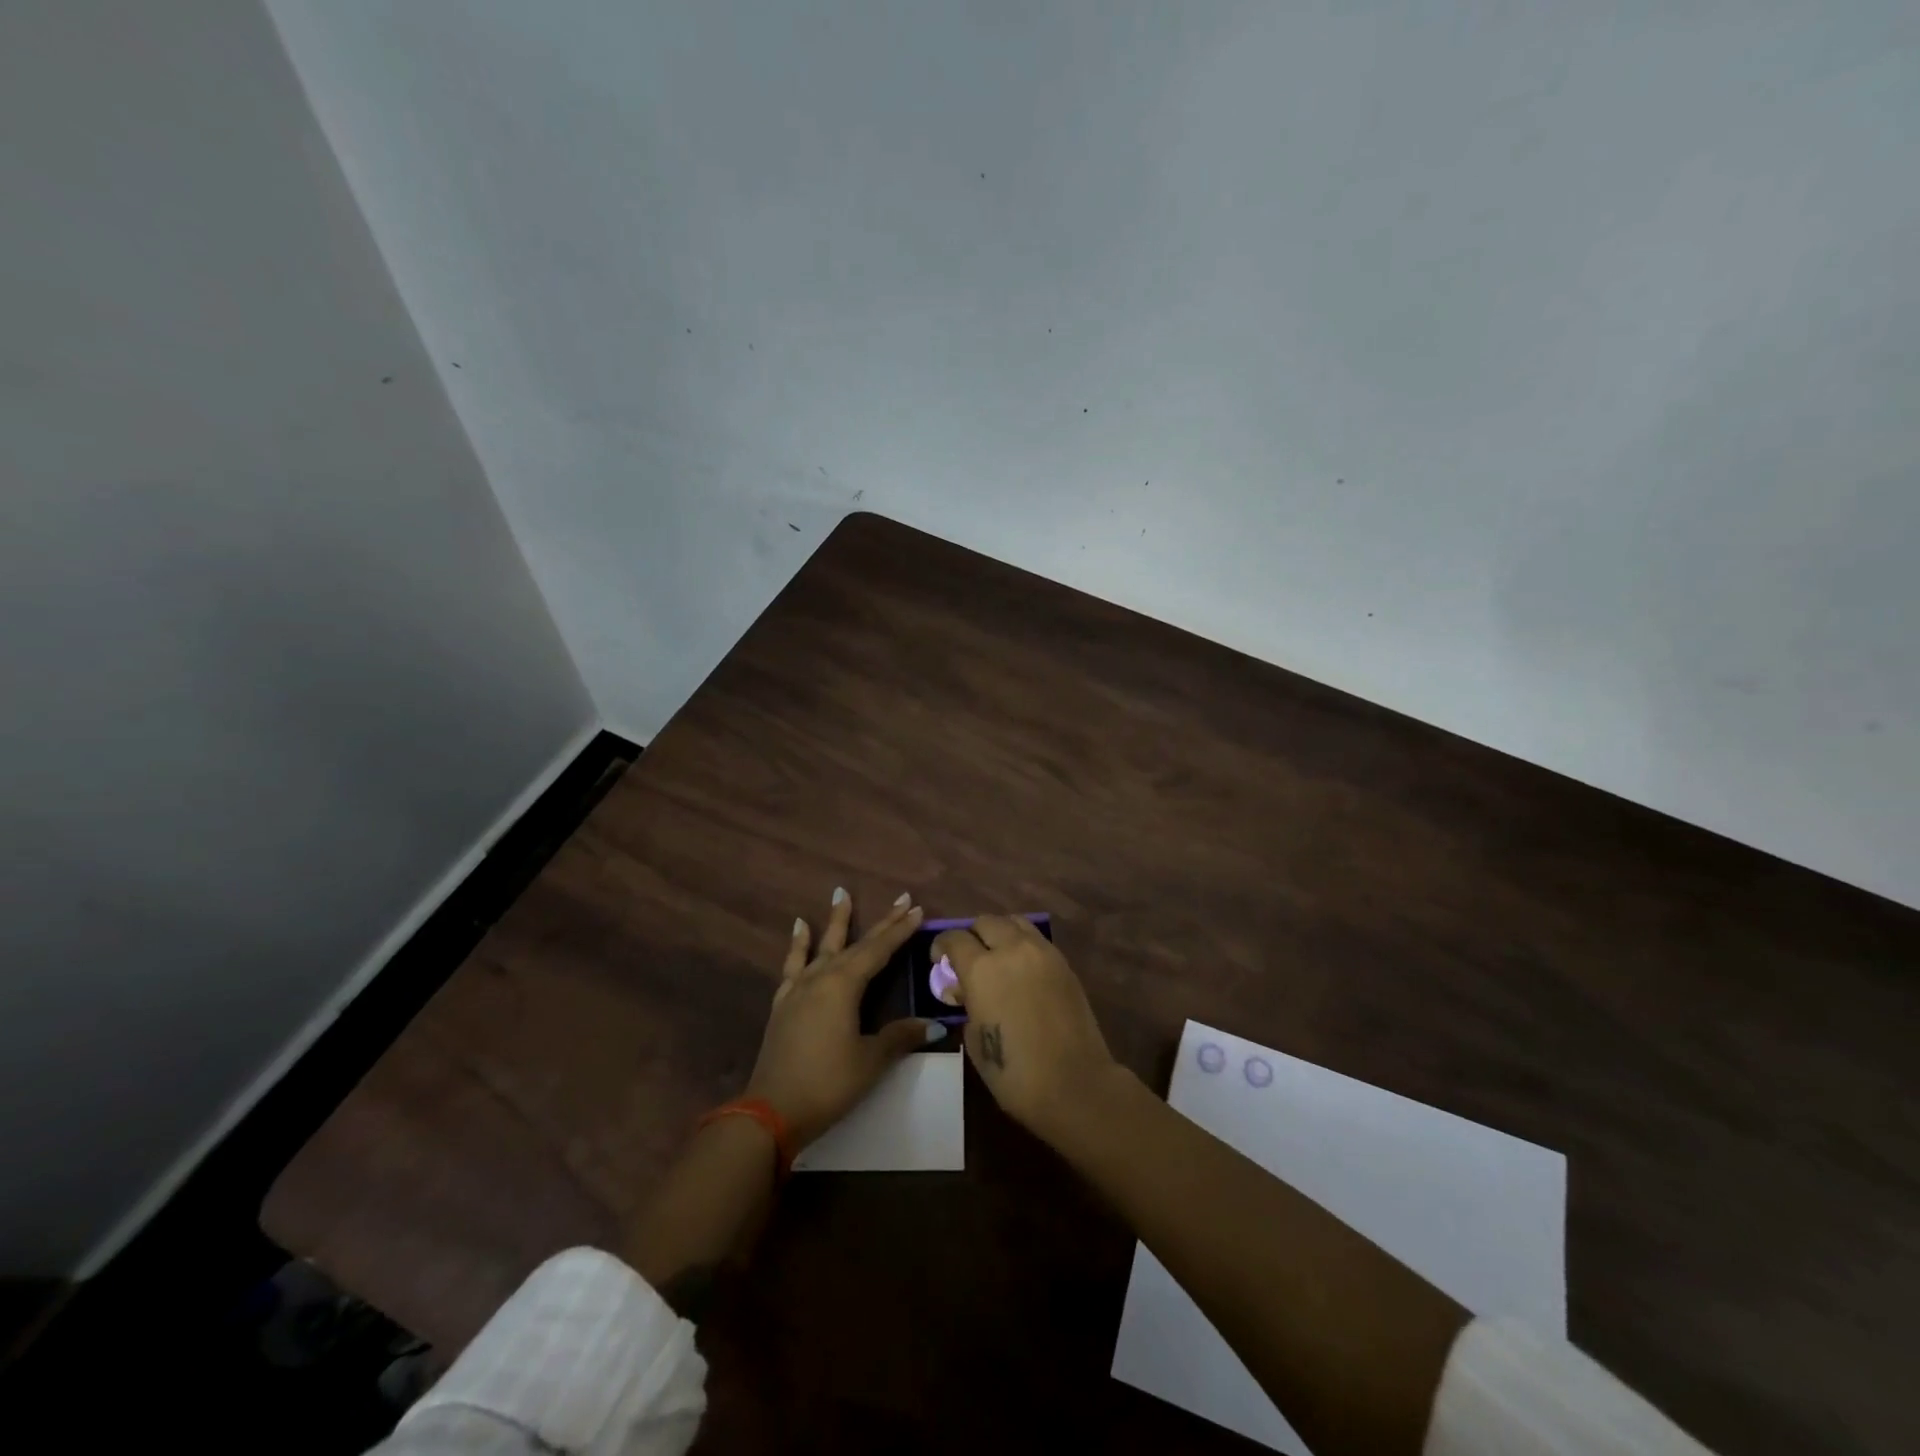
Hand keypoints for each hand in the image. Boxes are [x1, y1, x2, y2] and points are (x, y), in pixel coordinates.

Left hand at [746, 889, 942, 1148]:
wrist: (771, 1111)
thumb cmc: (828, 1083)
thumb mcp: (871, 1061)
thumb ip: (899, 1036)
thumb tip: (933, 1025)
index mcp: (844, 986)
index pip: (879, 951)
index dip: (899, 931)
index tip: (917, 909)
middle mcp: (821, 978)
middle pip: (856, 944)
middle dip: (881, 923)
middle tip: (900, 898)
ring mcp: (798, 989)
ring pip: (822, 946)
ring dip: (834, 921)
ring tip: (840, 893)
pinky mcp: (783, 1004)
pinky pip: (793, 965)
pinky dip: (798, 945)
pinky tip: (799, 929)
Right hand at [930, 915, 1117, 1142]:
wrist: (1075, 1084)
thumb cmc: (1014, 1072)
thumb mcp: (975, 1040)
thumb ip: (967, 1005)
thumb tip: (965, 991)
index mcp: (982, 969)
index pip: (954, 938)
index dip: (941, 946)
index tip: (939, 961)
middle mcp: (1012, 949)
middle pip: (985, 922)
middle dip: (972, 936)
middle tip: (969, 959)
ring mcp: (1042, 952)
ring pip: (1014, 922)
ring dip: (1000, 933)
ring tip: (997, 958)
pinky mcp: (1064, 963)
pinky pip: (1036, 940)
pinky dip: (1023, 945)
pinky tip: (1021, 970)